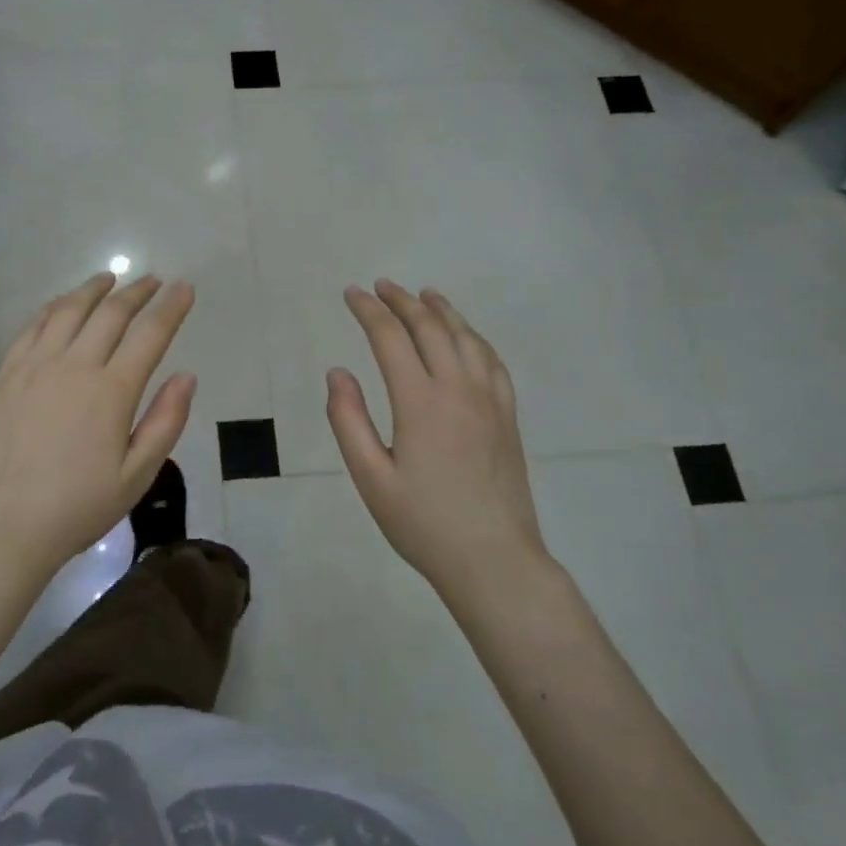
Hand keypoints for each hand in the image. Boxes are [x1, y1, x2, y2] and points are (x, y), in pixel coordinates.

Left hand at [0, 272, 196, 579]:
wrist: (2, 525)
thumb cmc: (77, 507)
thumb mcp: (137, 475)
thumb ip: (166, 422)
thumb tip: (186, 376)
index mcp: (112, 391)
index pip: (150, 334)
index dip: (171, 307)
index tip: (184, 287)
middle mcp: (74, 365)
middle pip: (110, 313)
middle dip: (136, 292)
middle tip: (151, 280)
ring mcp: (35, 366)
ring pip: (68, 310)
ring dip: (93, 289)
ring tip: (109, 278)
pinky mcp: (6, 374)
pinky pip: (32, 326)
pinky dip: (53, 307)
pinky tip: (61, 303)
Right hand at [327, 282, 550, 593]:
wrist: (494, 560)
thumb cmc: (423, 523)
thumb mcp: (371, 477)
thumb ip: (349, 420)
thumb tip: (338, 372)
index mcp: (420, 401)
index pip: (390, 338)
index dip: (369, 310)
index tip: (352, 293)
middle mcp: (458, 389)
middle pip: (430, 328)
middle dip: (402, 301)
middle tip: (382, 286)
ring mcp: (489, 400)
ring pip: (466, 337)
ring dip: (442, 311)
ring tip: (424, 295)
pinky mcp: (508, 416)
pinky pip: (492, 361)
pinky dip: (474, 337)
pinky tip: (467, 336)